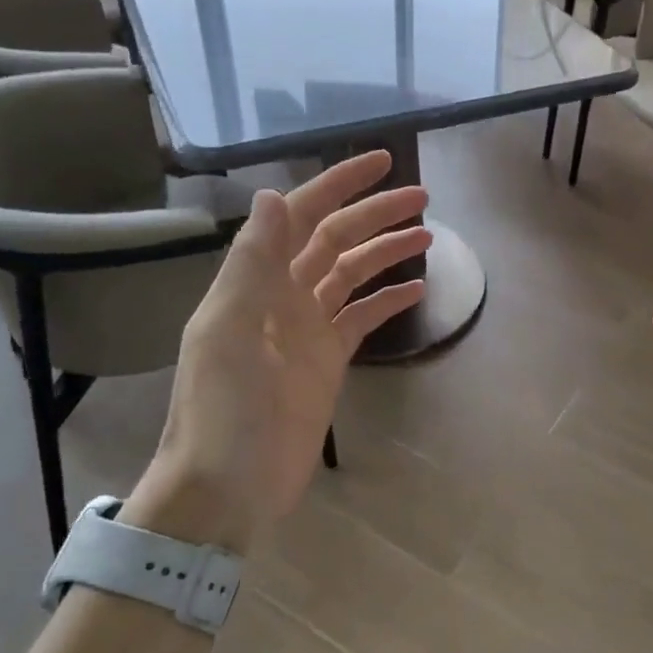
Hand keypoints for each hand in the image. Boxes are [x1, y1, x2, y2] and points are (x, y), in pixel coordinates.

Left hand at [126, 152, 430, 548]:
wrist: (226, 489)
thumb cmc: (224, 410)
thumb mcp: (232, 332)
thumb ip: (253, 263)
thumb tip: (273, 194)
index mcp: (256, 281)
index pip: (302, 216)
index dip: (339, 185)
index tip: (382, 162)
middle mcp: (282, 295)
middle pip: (335, 239)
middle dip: (375, 214)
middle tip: (422, 197)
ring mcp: (306, 329)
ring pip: (352, 274)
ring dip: (385, 252)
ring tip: (428, 236)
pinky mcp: (327, 361)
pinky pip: (361, 317)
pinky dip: (387, 300)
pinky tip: (417, 290)